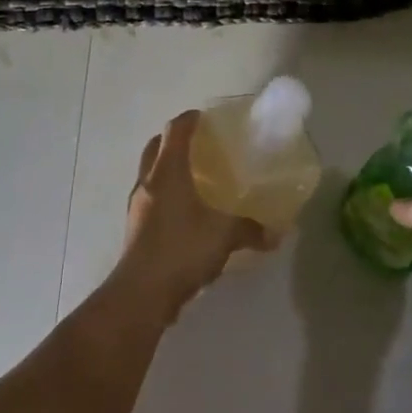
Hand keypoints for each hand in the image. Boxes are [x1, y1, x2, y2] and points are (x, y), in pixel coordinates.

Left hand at [113, 111, 270, 323]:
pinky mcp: (134, 229)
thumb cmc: (181, 248)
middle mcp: (148, 181)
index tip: (206, 118)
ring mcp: (137, 205)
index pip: (175, 130)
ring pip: (150, 173)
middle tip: (199, 146)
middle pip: (156, 146)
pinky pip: (149, 199)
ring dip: (167, 169)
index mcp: (167, 170)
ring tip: (193, 180)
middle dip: (174, 141)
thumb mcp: (223, 235)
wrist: (140, 294)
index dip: (189, 119)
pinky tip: (183, 213)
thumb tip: (278, 232)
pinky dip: (164, 195)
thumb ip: (250, 229)